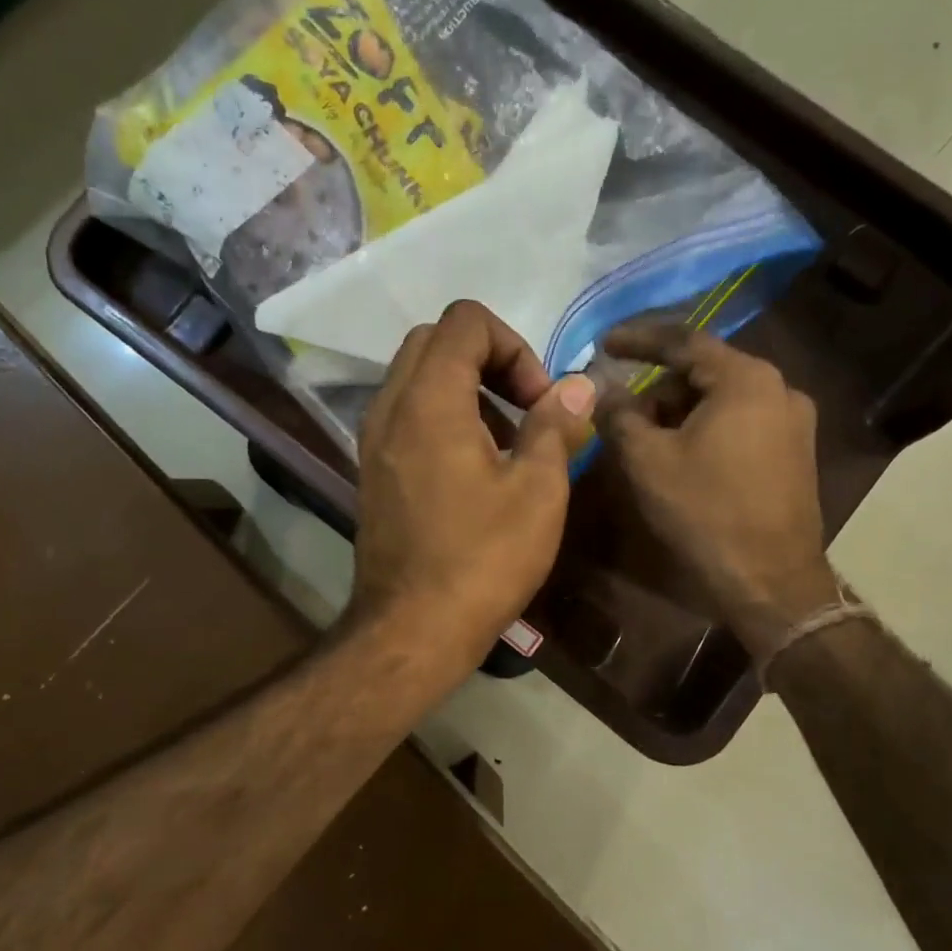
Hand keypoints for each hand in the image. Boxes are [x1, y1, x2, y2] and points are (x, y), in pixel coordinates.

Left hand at [347, 301, 595, 678]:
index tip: (538, 400)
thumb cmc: (482, 560)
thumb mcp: (538, 491)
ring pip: (417, 378)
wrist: (412, 630)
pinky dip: (443, 417)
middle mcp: (389, 408)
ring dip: (466, 389)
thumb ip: (556, 426)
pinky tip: (475, 468)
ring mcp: (373, 440)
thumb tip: (579, 386)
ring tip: (507, 443)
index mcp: (429, 400)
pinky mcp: (373, 471)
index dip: (513, 345)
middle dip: (488, 360)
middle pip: (434, 341)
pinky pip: (406, 415)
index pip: (464, 320)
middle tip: (525, 409)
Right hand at [597, 323, 838, 658]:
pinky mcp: (795, 453)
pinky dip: (705, 430)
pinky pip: (740, 423)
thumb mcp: (647, 460)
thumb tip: (602, 390)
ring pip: (722, 400)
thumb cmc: (705, 512)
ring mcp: (794, 422)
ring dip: (680, 412)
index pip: (683, 341)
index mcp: (746, 379)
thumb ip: (618, 415)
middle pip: (703, 372)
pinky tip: (681, 458)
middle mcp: (779, 389)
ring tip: (646, 443)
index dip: (637, 340)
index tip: (603, 343)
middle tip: (621, 414)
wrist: (771, 582)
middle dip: (658, 389)